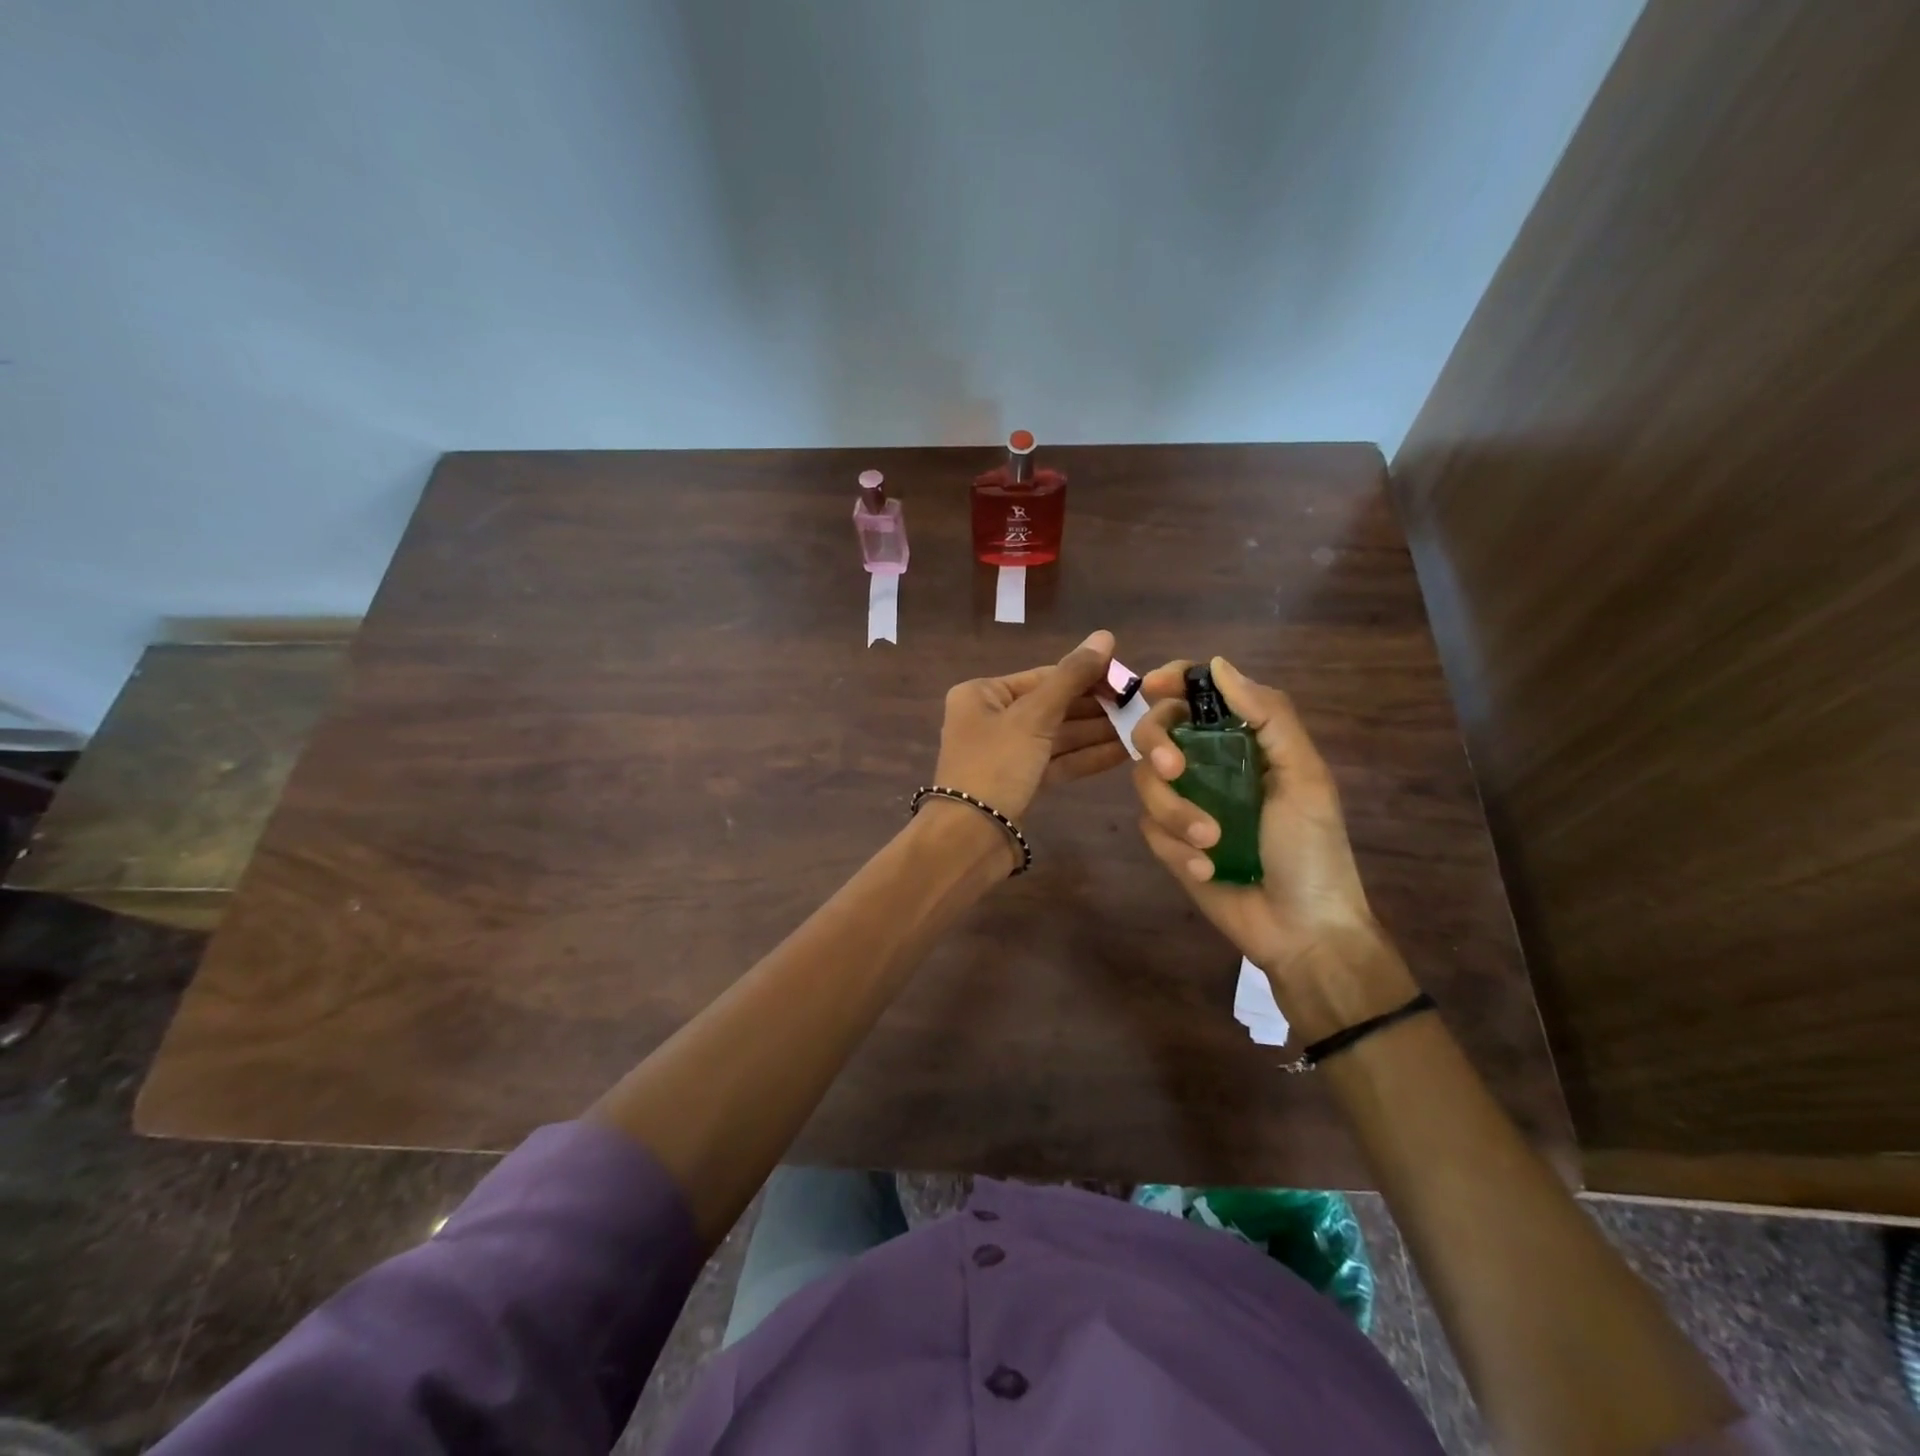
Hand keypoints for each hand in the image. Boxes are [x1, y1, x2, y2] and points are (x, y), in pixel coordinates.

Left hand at [933, 629, 1126, 821]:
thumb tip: (1105, 635)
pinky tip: (1124, 752)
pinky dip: (1087, 757)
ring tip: (1142, 727)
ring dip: (1097, 732)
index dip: (1088, 676)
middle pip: (1053, 705)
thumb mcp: (1034, 717)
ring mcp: (1006, 752)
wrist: (970, 839)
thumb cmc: (995, 766)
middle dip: (1096, 707)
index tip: (1129, 680)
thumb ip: (1071, 677)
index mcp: (983, 694)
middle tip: (1141, 705)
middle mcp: (991, 718)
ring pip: (1058, 735)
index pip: (1044, 676)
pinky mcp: (1020, 782)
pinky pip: (1058, 761)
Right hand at [1130, 657, 1414, 1033]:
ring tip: (1210, 842)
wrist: (1301, 930)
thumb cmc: (1312, 849)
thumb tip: (1218, 665)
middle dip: (1157, 744)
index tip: (1153, 686)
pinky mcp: (1169, 842)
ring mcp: (1185, 803)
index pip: (1197, 696)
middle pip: (1155, 730)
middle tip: (1175, 768)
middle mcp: (1208, 765)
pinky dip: (1174, 847)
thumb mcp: (1304, 776)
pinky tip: (1206, 870)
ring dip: (1174, 811)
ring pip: (1144, 781)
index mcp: (1243, 741)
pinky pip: (1149, 828)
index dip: (1172, 682)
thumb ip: (1269, 716)